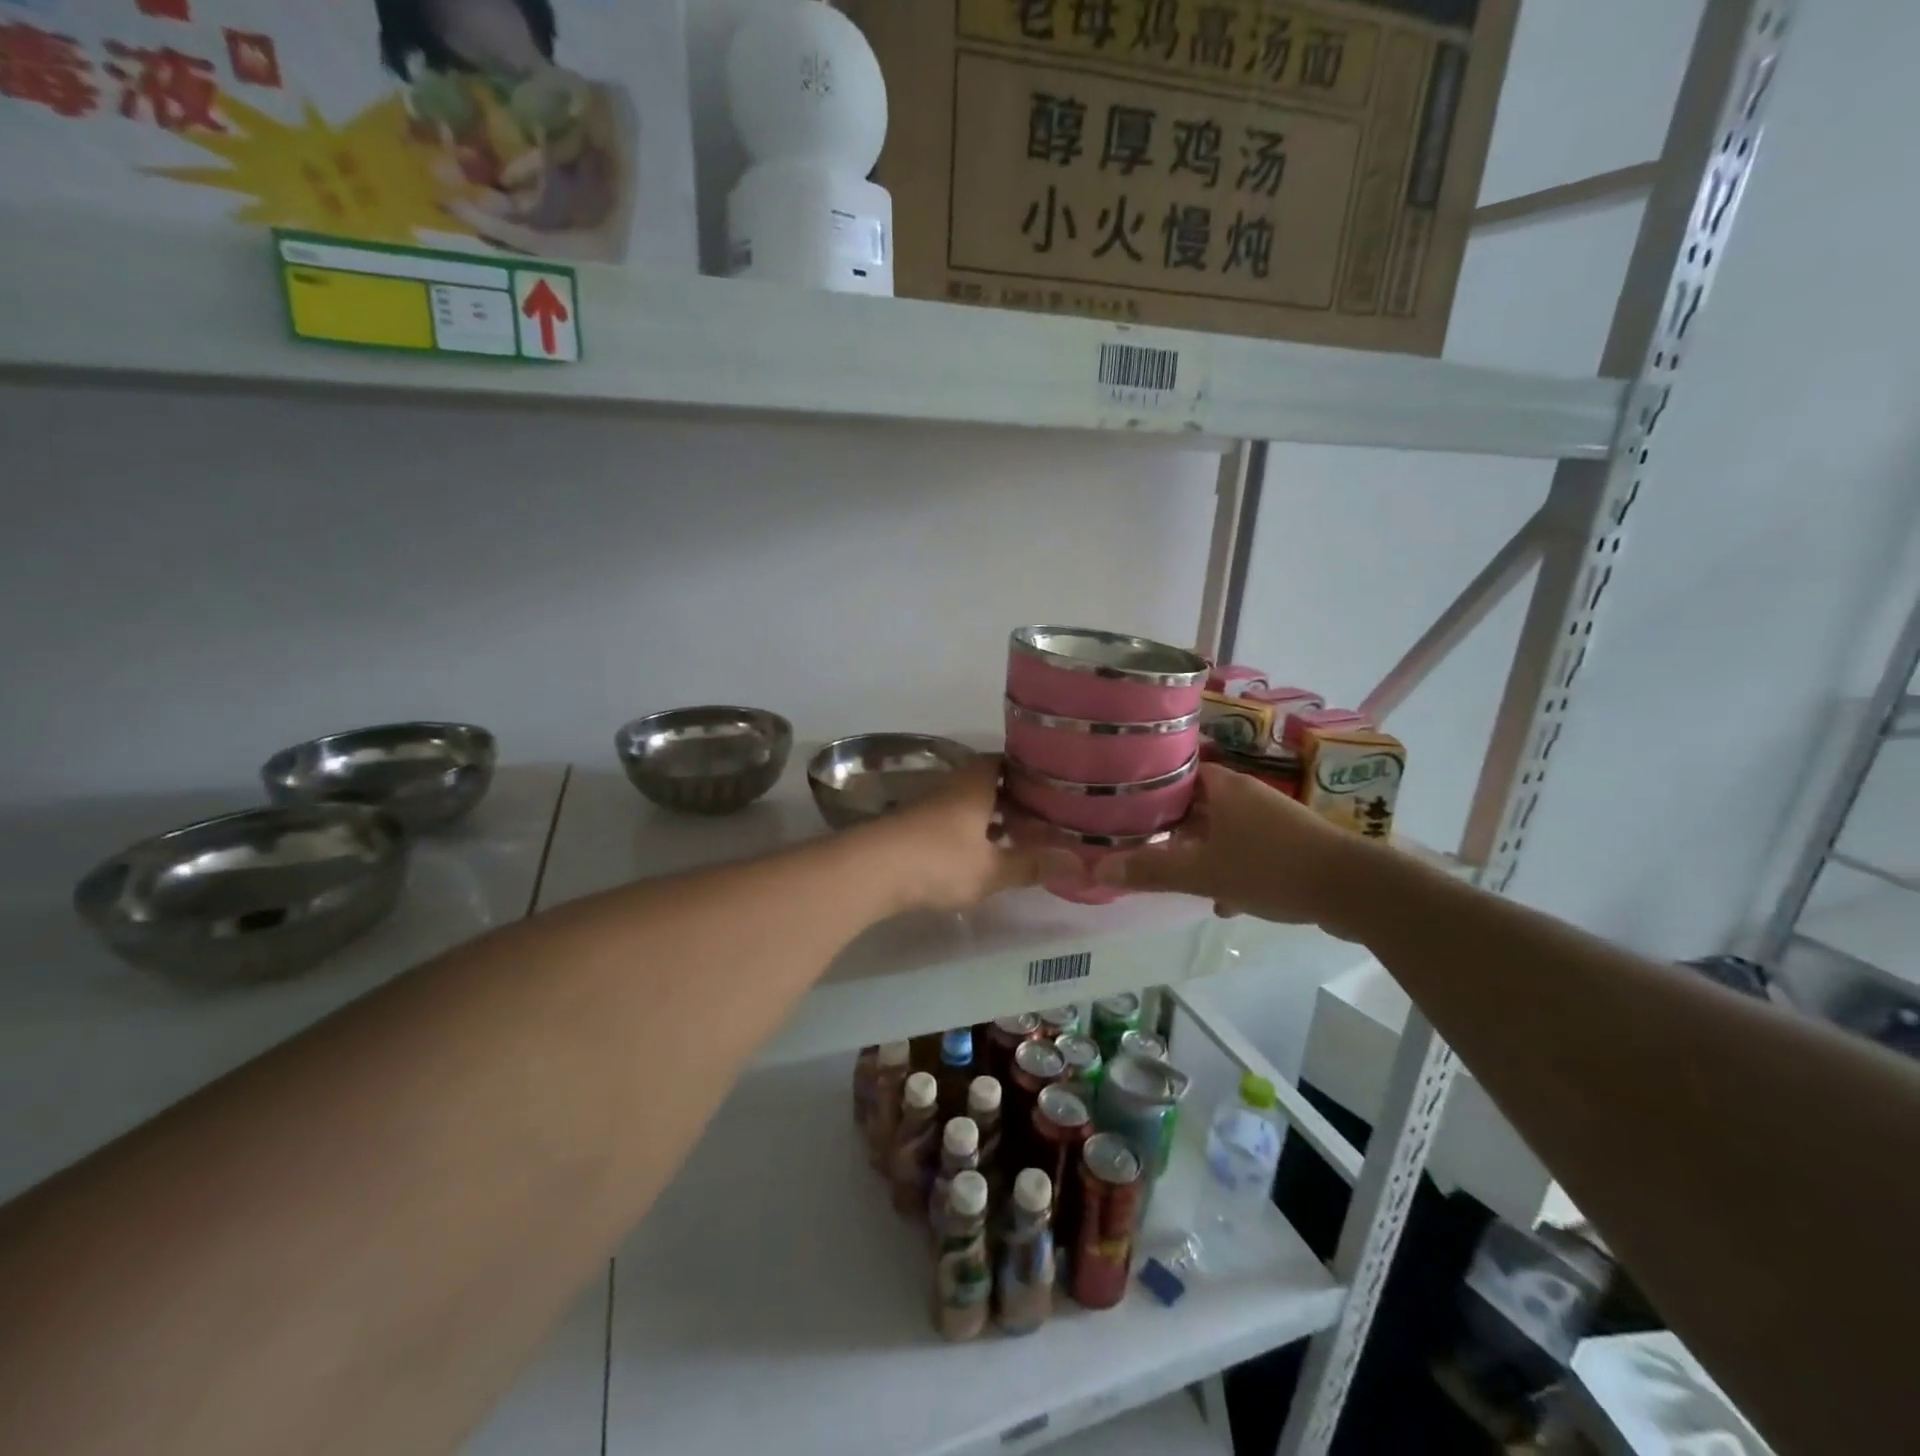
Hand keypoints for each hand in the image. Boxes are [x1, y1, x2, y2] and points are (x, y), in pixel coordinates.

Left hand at [861, 757, 1075, 913]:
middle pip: (988, 783)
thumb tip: (1079, 864)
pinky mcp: (912, 827)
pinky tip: (980, 854)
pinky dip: (970, 832)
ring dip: (991, 817)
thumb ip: (1032, 865)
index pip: (1007, 762)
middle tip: (1043, 817)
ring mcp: (929, 806)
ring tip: (1018, 838)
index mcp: (976, 783)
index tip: (1054, 784)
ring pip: (969, 804)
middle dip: (1014, 799)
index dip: (1030, 771)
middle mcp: (953, 786)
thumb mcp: (991, 868)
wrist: (871, 871)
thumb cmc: (939, 860)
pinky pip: (952, 821)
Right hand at [1096, 763, 1375, 934]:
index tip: (1123, 806)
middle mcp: (1247, 794)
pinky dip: (1230, 868)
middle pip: (1197, 803)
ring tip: (1174, 874)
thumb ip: (1152, 871)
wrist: (1354, 890)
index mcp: (1224, 787)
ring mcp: (1272, 819)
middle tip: (1139, 843)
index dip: (1149, 787)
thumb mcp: (1204, 873)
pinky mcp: (1290, 845)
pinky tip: (1222, 901)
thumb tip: (1099, 869)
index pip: (1176, 772)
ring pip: (1222, 830)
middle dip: (1171, 827)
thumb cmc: (1271, 868)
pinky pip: (1247, 850)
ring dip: (1200, 851)